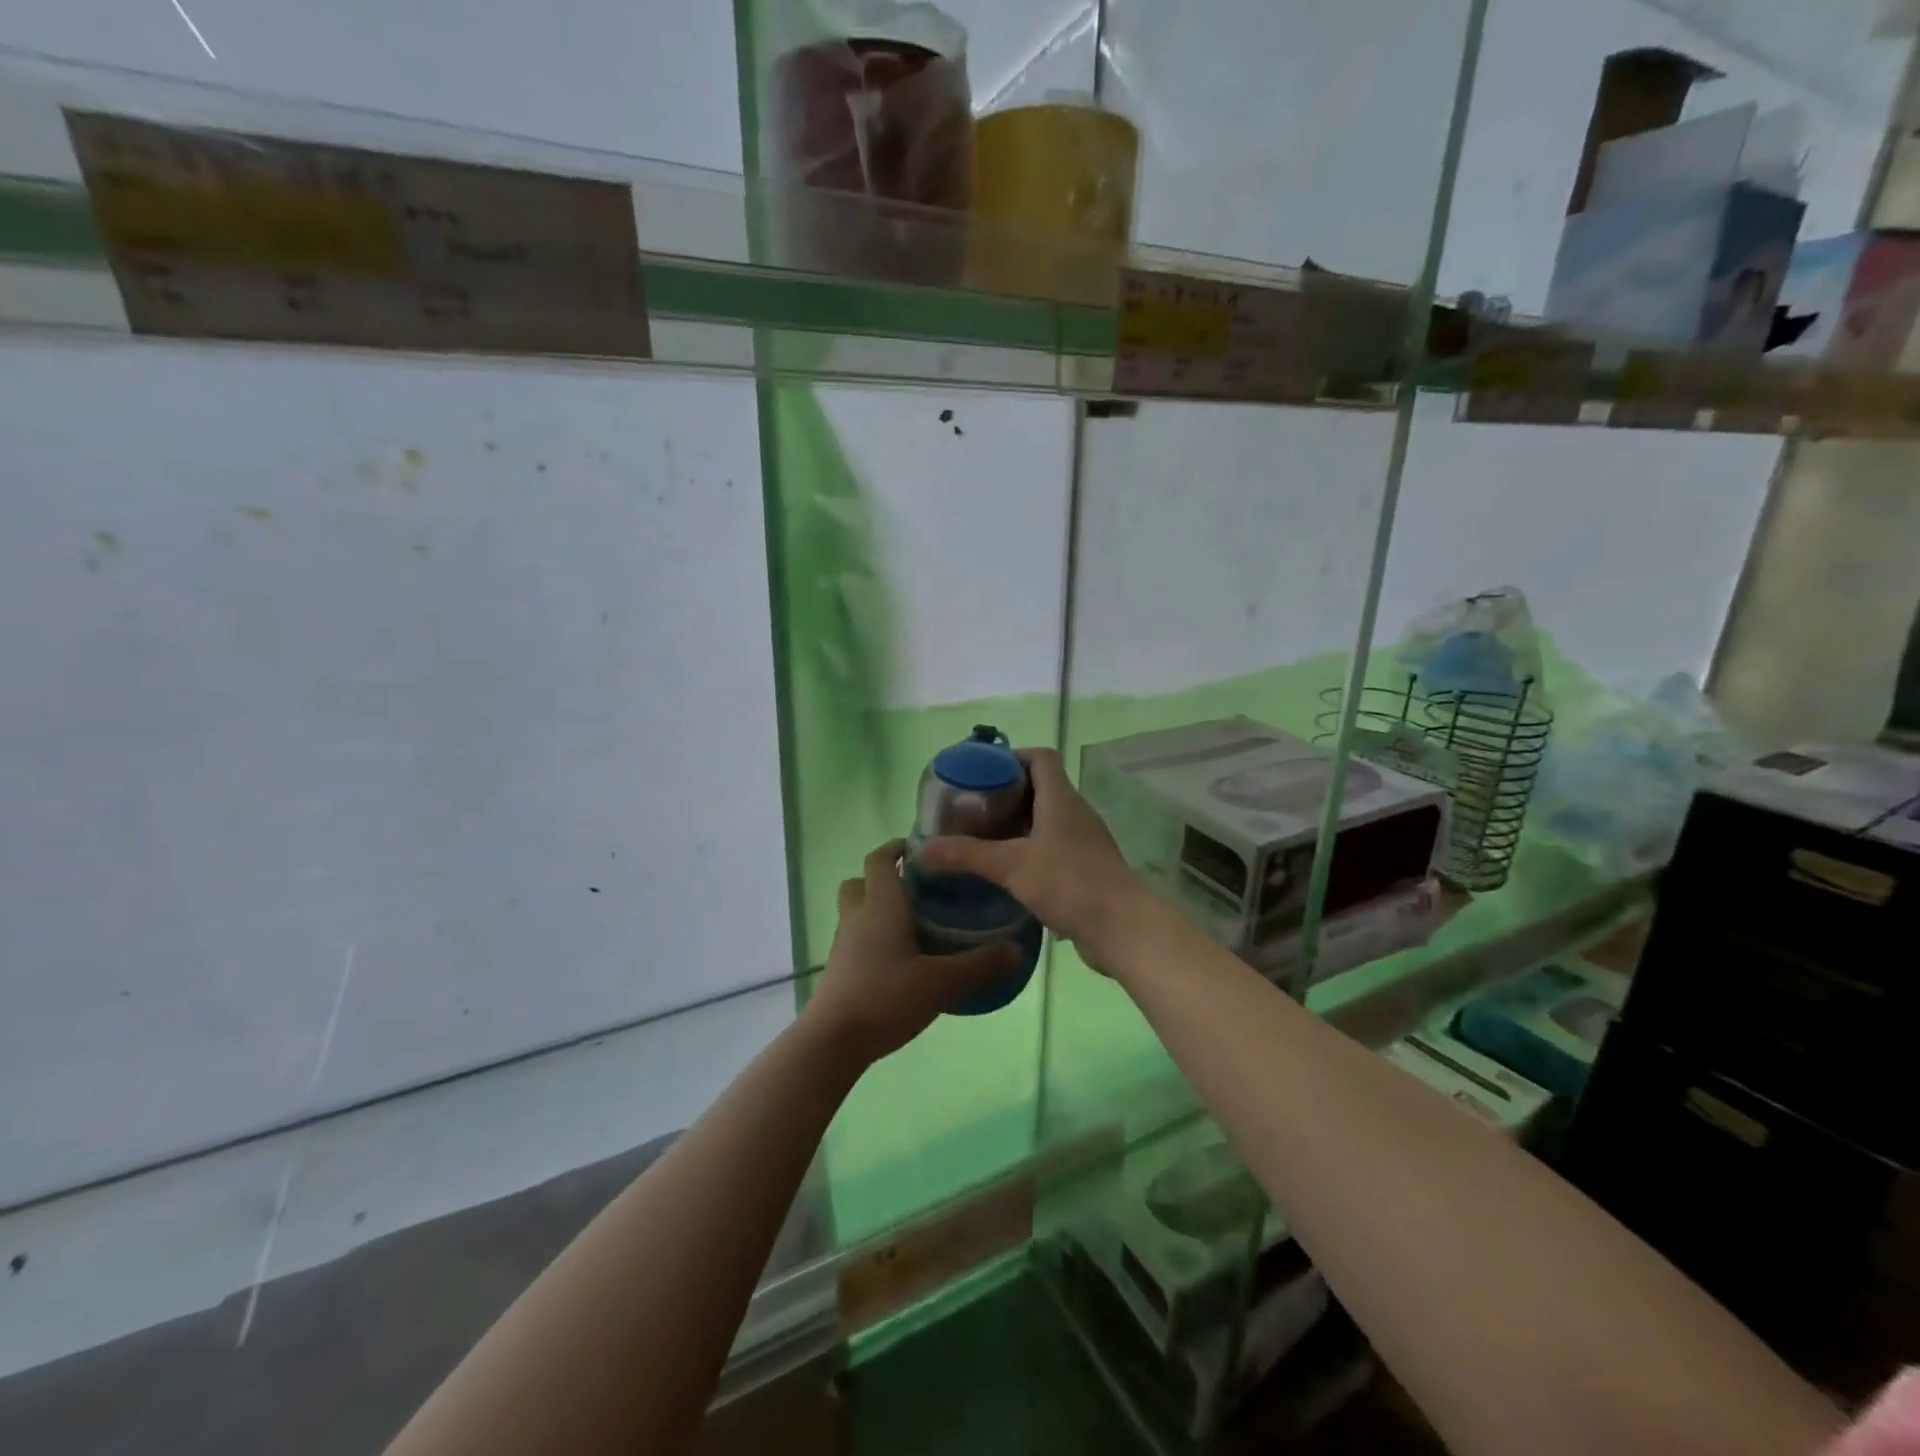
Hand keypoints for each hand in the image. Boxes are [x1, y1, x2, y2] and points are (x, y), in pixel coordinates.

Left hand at [802, 840, 1022, 1066]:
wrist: (832, 1042)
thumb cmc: (885, 997)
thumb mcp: (940, 982)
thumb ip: (979, 965)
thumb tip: (1017, 950)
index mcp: (881, 906)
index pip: (880, 859)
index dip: (896, 848)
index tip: (921, 851)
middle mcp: (857, 917)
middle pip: (861, 882)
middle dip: (883, 878)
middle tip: (917, 890)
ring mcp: (843, 945)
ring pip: (856, 912)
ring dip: (877, 909)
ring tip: (913, 926)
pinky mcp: (839, 970)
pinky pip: (856, 940)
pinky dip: (873, 939)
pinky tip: (900, 961)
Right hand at [919, 748, 1149, 972]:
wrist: (1123, 927)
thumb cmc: (1069, 883)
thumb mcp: (1011, 866)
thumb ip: (966, 855)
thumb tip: (921, 849)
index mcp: (1061, 798)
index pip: (1041, 757)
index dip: (1012, 757)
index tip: (982, 773)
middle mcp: (1076, 812)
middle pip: (1041, 787)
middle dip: (1007, 794)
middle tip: (973, 809)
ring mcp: (1085, 840)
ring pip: (1048, 819)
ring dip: (1019, 824)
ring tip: (985, 838)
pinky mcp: (1088, 867)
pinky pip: (1055, 846)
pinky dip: (1032, 849)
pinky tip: (1011, 871)